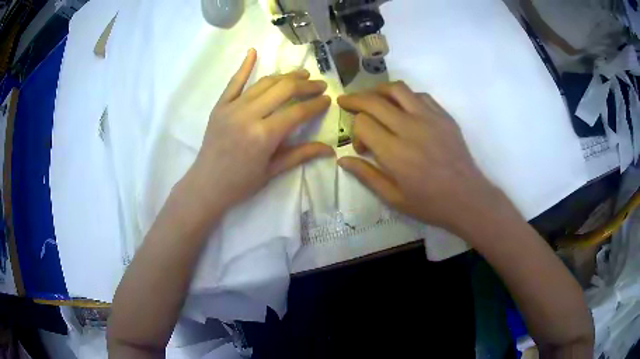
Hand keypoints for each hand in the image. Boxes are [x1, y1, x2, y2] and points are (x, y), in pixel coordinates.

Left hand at [181, 49, 333, 214]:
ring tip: (301, 74)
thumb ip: (301, 154)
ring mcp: (232, 107)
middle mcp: (249, 115)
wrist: (206, 185)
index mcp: (264, 135)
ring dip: (285, 76)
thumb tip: (330, 149)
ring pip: (264, 83)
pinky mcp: (220, 106)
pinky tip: (253, 51)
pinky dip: (244, 66)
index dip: (315, 104)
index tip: (328, 99)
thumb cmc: (241, 183)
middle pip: (283, 90)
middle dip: (305, 85)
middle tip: (319, 84)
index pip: (297, 111)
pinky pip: (234, 82)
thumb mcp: (273, 171)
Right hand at [337, 81, 502, 232]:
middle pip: (374, 101)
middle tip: (346, 102)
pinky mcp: (444, 116)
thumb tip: (342, 159)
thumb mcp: (393, 198)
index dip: (355, 131)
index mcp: (394, 152)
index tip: (361, 147)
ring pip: (397, 89)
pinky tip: (403, 108)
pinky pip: (420, 95)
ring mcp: (430, 118)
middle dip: (355, 99)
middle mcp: (410, 128)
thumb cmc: (430, 203)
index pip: (363, 123)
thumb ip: (366, 175)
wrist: (467, 198)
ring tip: (373, 98)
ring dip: (379, 90)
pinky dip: (405, 96)